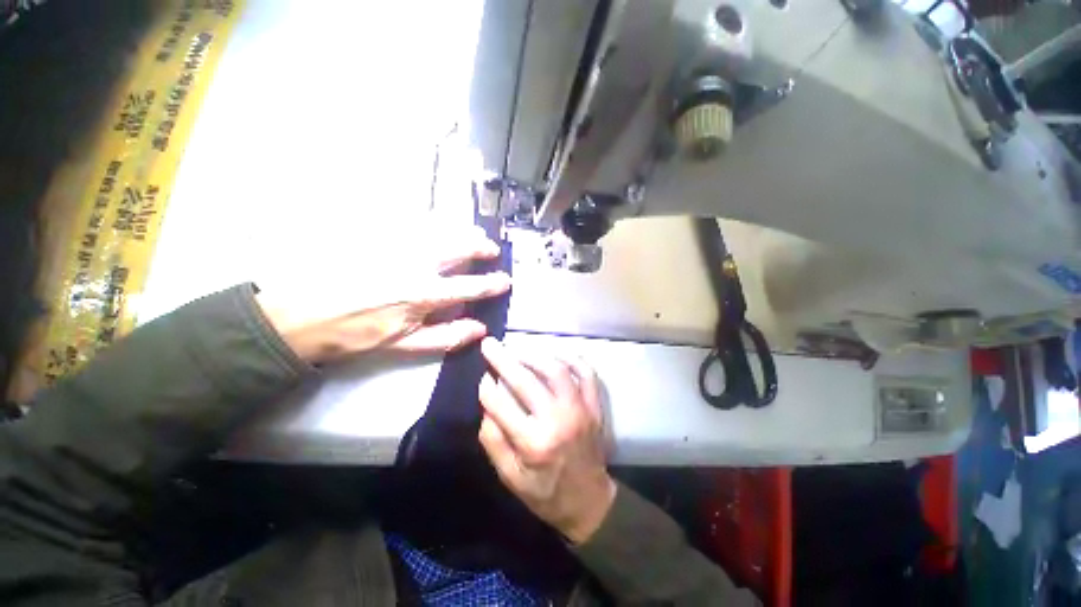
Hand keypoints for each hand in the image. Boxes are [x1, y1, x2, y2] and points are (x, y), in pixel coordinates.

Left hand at [257, 225, 509, 363]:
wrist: (295, 315)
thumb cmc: (353, 335)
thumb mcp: (402, 345)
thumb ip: (446, 336)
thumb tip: (480, 330)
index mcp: (421, 294)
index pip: (468, 286)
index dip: (491, 284)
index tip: (504, 280)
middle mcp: (413, 264)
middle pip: (457, 247)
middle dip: (480, 246)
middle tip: (491, 248)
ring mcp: (393, 245)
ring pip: (438, 229)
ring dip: (460, 231)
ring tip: (472, 233)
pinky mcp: (375, 234)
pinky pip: (411, 222)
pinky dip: (432, 223)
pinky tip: (437, 225)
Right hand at [478, 338, 615, 543]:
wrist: (589, 501)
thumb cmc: (545, 492)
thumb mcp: (510, 477)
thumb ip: (494, 441)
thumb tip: (486, 404)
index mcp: (534, 443)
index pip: (501, 404)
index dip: (487, 387)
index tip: (482, 375)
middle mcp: (558, 420)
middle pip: (526, 381)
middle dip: (503, 359)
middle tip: (490, 344)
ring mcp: (580, 409)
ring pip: (556, 370)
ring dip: (533, 355)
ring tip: (517, 349)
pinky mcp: (594, 405)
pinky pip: (586, 373)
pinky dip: (571, 358)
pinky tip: (553, 354)